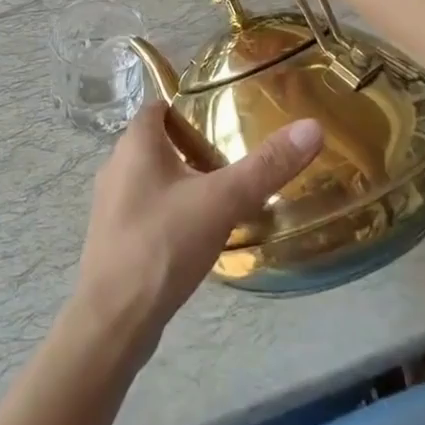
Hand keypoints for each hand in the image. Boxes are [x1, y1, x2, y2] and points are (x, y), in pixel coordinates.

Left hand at [73, 103, 322, 355]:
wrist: (113, 320)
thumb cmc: (163, 244)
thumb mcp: (222, 201)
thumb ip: (266, 166)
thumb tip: (312, 127)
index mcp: (135, 142)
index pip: (160, 105)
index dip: (190, 105)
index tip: (227, 114)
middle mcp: (117, 164)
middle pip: (158, 140)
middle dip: (193, 143)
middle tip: (236, 154)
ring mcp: (112, 203)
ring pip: (153, 176)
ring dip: (183, 179)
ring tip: (224, 192)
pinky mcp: (115, 236)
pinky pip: (148, 208)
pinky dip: (172, 209)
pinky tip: (198, 231)